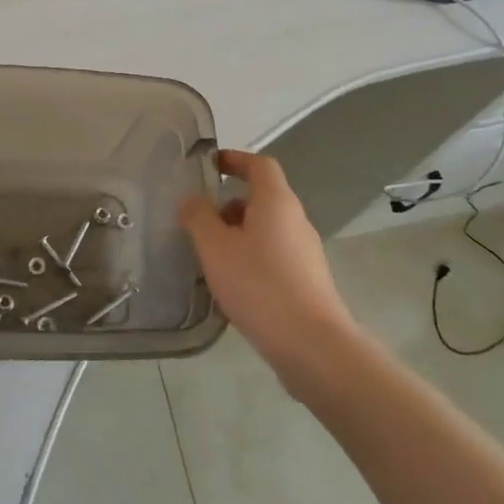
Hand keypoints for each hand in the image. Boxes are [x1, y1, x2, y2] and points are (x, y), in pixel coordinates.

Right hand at [180, 150, 361, 390]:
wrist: (311, 344)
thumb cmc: (259, 285)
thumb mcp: (215, 248)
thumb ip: (198, 218)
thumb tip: (191, 200)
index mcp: (277, 202)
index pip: (259, 165)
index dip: (235, 159)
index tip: (211, 165)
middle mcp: (296, 220)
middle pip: (263, 198)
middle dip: (229, 204)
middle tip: (200, 221)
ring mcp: (306, 251)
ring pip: (267, 229)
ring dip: (238, 233)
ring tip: (210, 256)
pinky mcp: (307, 279)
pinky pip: (274, 254)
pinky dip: (251, 256)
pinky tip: (233, 284)